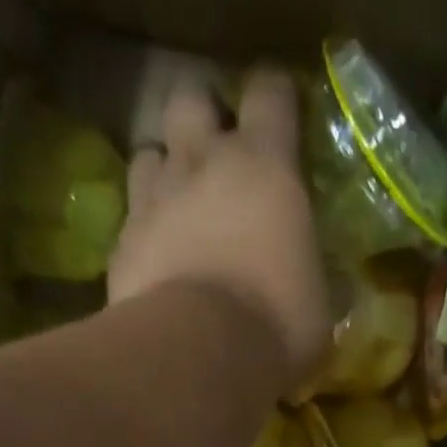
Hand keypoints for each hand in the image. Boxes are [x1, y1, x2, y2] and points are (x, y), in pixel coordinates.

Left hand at [108, 68, 329, 385]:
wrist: (198, 354)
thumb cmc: (275, 325)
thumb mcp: (317, 305)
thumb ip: (312, 275)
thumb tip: (324, 285)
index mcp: (265, 165)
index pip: (270, 92)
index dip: (275, 99)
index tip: (281, 118)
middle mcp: (203, 162)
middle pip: (190, 98)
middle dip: (202, 117)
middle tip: (215, 154)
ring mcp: (154, 198)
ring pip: (149, 153)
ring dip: (164, 170)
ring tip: (177, 205)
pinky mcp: (122, 242)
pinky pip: (130, 218)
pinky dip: (143, 231)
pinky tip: (155, 259)